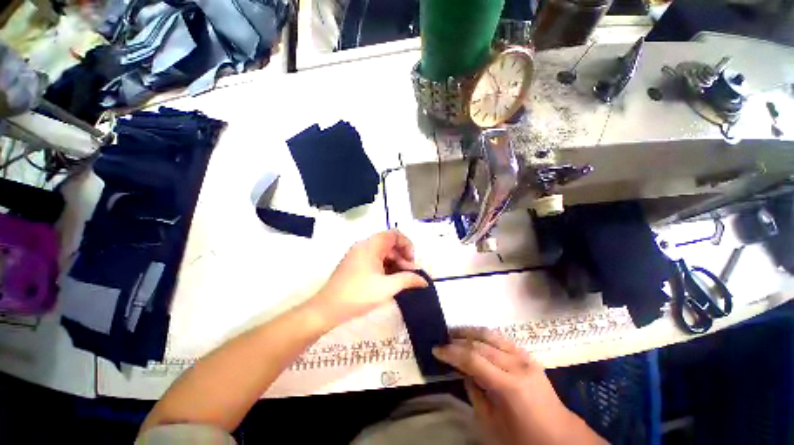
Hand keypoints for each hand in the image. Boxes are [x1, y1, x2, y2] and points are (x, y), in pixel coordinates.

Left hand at [309, 230, 427, 326]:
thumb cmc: (358, 295)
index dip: (407, 245)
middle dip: (402, 257)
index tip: (412, 262)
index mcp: (371, 245)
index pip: (394, 234)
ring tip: (401, 279)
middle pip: (389, 244)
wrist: (327, 309)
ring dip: (394, 263)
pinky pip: (375, 260)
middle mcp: (364, 245)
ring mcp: (358, 254)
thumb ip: (408, 280)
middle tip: (409, 274)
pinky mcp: (355, 264)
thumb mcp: (387, 288)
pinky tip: (390, 280)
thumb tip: (425, 281)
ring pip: (382, 253)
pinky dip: (385, 267)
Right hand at [433, 328, 606, 444]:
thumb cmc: (523, 438)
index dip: (452, 352)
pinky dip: (485, 335)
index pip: (473, 359)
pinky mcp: (528, 356)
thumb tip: (465, 373)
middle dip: (458, 341)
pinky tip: (475, 337)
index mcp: (509, 386)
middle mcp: (517, 365)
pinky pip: (502, 339)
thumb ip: (474, 394)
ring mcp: (524, 357)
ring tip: (455, 333)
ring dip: (470, 332)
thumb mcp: (491, 425)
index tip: (436, 349)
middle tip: (442, 340)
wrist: (561, 437)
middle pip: (480, 344)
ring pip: (491, 335)